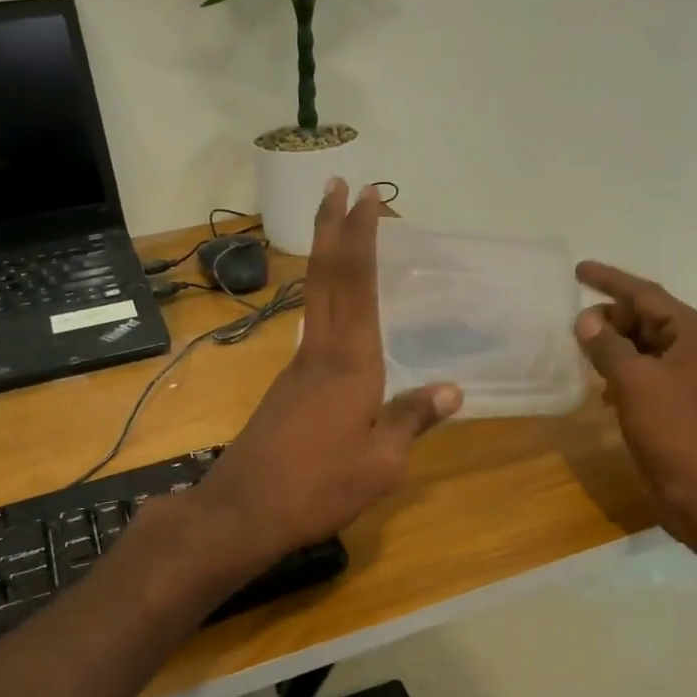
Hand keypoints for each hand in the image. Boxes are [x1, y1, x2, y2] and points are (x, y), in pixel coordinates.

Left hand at [196, 180, 462, 563]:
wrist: (244, 511)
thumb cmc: (320, 487)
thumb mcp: (381, 462)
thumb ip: (412, 419)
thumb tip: (452, 389)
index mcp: (350, 362)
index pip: (357, 284)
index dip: (362, 237)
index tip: (366, 196)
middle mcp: (319, 352)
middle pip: (325, 277)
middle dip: (332, 227)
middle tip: (337, 185)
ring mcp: (295, 368)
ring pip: (314, 301)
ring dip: (326, 260)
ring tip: (342, 235)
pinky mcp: (285, 389)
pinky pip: (311, 330)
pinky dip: (325, 302)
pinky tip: (336, 313)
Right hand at [573, 261, 696, 536]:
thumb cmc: (673, 429)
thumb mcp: (633, 381)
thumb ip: (607, 344)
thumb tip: (586, 319)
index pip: (648, 295)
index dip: (610, 281)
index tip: (578, 270)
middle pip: (647, 319)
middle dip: (610, 319)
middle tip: (574, 327)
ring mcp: (691, 377)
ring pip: (644, 347)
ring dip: (613, 347)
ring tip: (582, 353)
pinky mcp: (680, 403)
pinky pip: (646, 373)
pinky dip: (622, 373)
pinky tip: (602, 389)